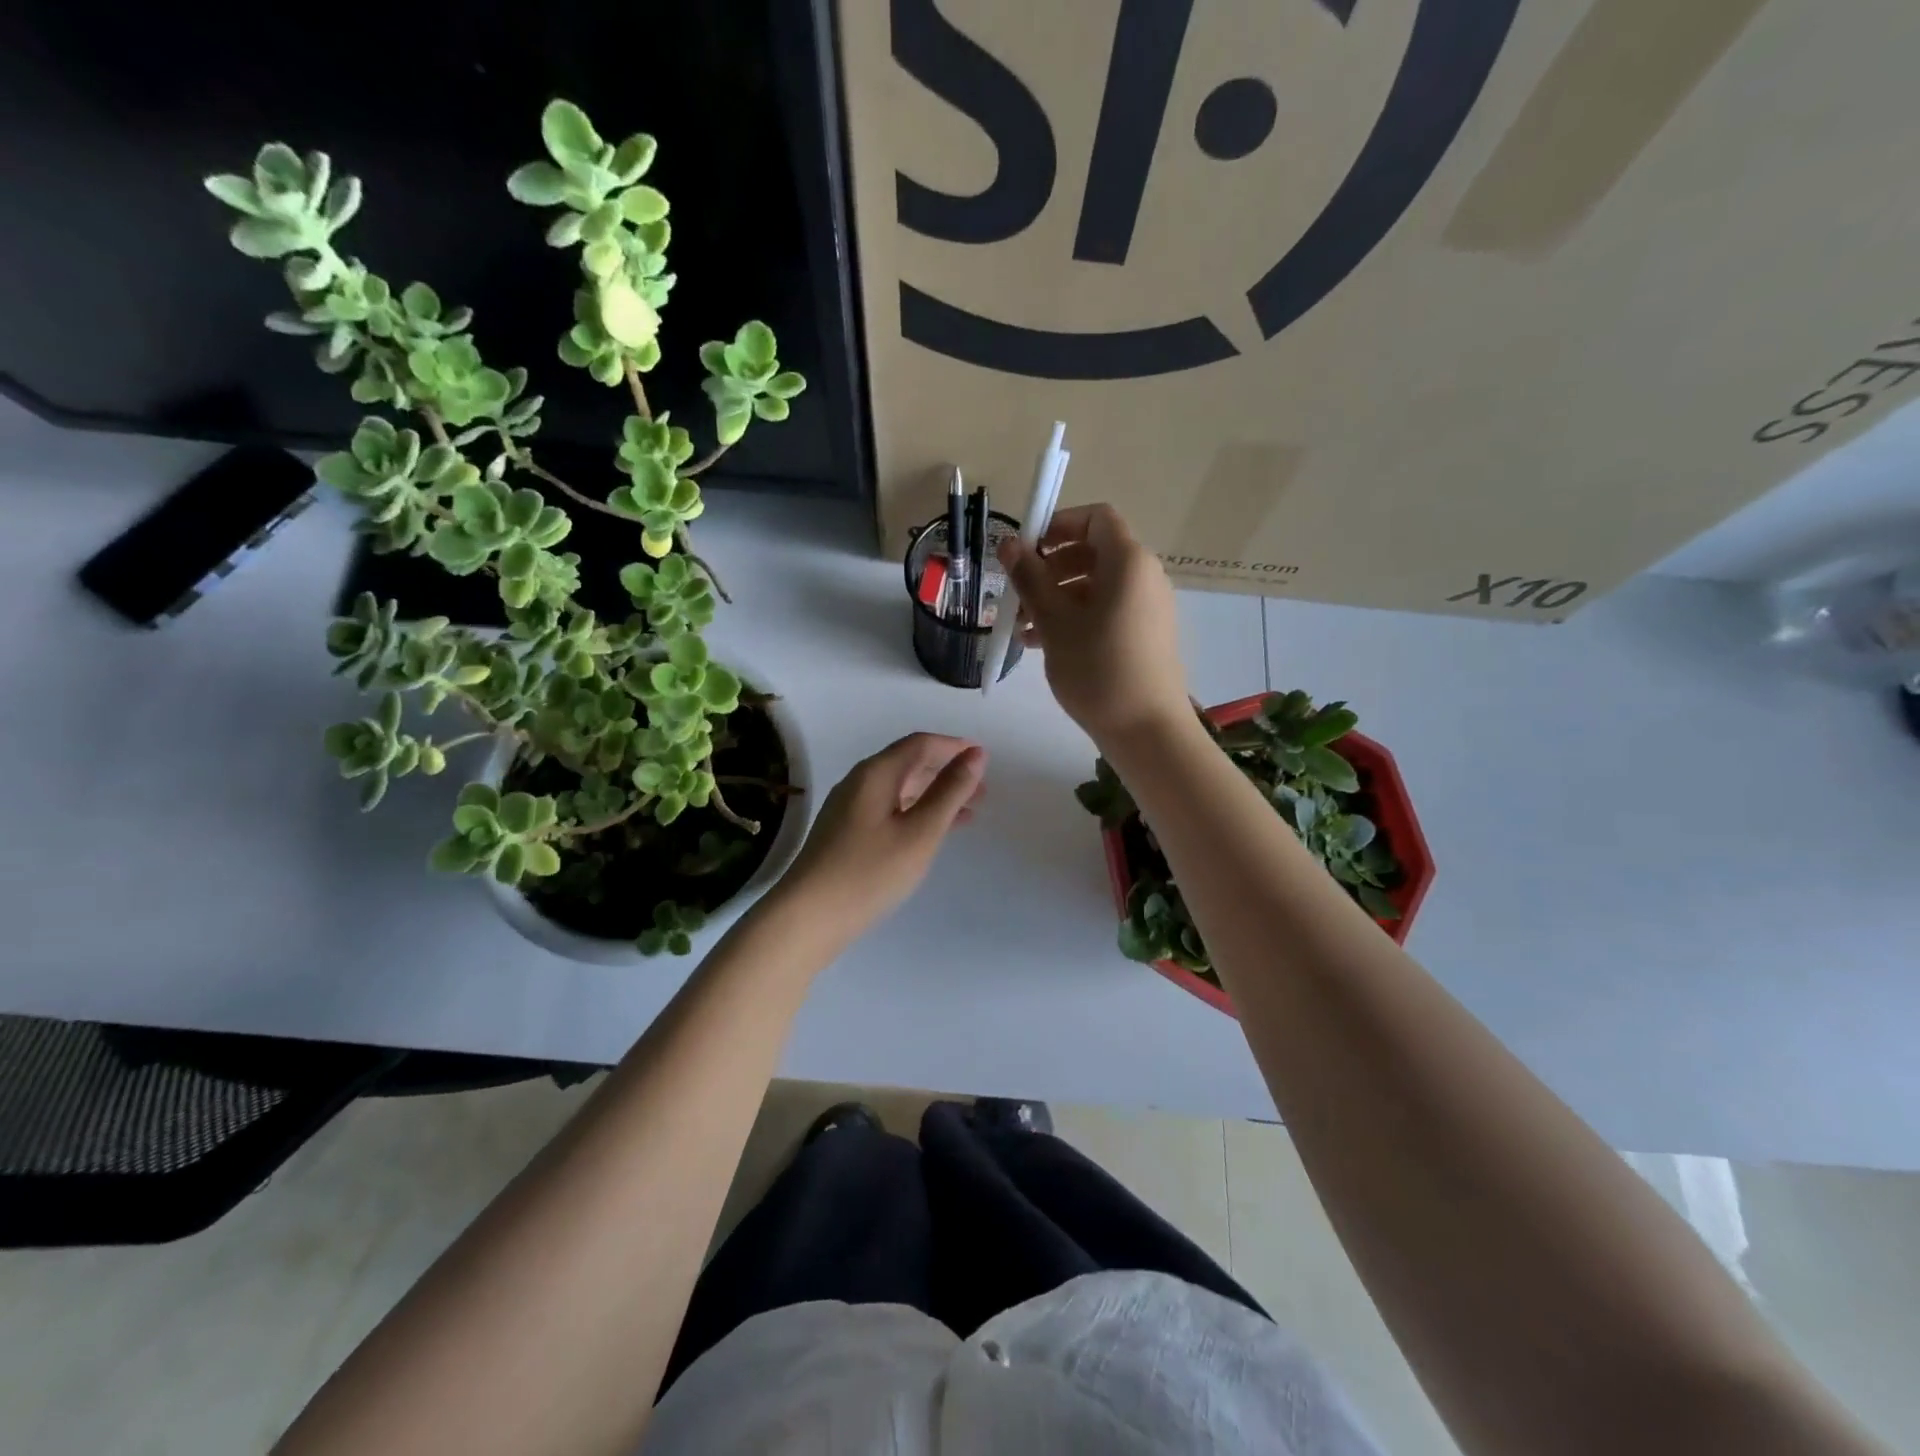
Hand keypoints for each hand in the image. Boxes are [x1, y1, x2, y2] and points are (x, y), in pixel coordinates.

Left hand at [777, 733, 986, 933]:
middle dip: (947, 771)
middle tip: (981, 791)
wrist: (808, 917)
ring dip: (934, 794)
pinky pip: (889, 809)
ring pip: (900, 789)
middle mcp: (859, 782)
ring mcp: (849, 808)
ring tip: (967, 813)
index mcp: (876, 773)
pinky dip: (916, 812)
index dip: (954, 746)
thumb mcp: (920, 832)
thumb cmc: (869, 872)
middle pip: (909, 763)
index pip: (920, 744)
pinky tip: (931, 832)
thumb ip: (950, 791)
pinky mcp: (845, 832)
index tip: (985, 758)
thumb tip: (976, 754)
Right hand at [999, 503, 1188, 739]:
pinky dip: (1075, 616)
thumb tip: (1008, 542)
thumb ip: (1030, 578)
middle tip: (1017, 593)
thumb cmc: (1097, 669)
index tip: (1027, 551)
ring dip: (1056, 597)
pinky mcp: (1144, 633)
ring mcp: (1147, 606)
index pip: (1096, 517)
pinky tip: (1042, 644)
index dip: (1058, 525)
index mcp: (1128, 561)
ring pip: (1095, 585)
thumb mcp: (1055, 622)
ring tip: (1022, 628)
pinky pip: (1106, 609)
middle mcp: (1144, 575)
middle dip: (1050, 568)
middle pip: (1093, 552)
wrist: (1146, 729)